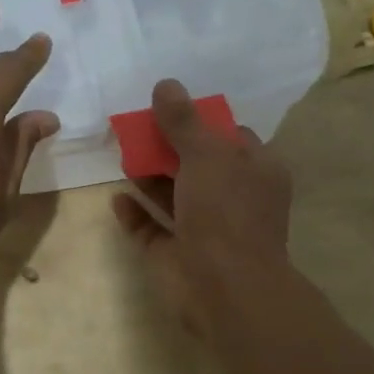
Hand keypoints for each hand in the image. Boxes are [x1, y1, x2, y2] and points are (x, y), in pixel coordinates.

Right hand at [111, 79, 292, 333]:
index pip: (232, 138)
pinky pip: (152, 228)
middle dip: (169, 146)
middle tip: (136, 125)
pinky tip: (117, 197)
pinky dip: (136, 213)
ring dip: (150, 176)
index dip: (203, 121)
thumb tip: (165, 84)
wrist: (224, 288)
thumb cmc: (225, 212)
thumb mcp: (206, 155)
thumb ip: (183, 121)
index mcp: (256, 172)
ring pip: (174, 195)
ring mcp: (205, 229)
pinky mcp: (177, 255)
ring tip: (122, 151)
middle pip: (198, 164)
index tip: (170, 107)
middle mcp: (233, 198)